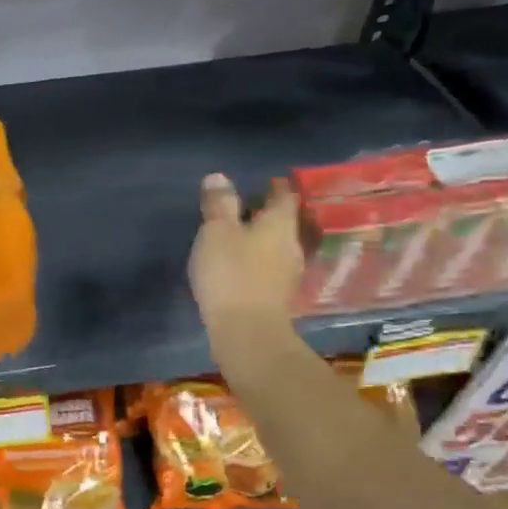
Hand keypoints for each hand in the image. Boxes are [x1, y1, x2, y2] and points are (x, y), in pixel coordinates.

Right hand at [188, 174, 302, 337]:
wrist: (247, 332)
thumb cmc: (231, 274)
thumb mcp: (216, 232)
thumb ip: (218, 204)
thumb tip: (219, 176)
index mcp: (279, 224)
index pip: (284, 196)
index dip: (275, 186)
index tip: (264, 181)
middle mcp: (291, 245)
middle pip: (284, 222)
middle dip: (267, 214)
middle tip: (246, 208)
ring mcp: (288, 273)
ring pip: (278, 246)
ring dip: (262, 240)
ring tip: (240, 238)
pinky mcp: (278, 297)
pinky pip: (270, 269)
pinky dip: (258, 262)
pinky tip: (241, 267)